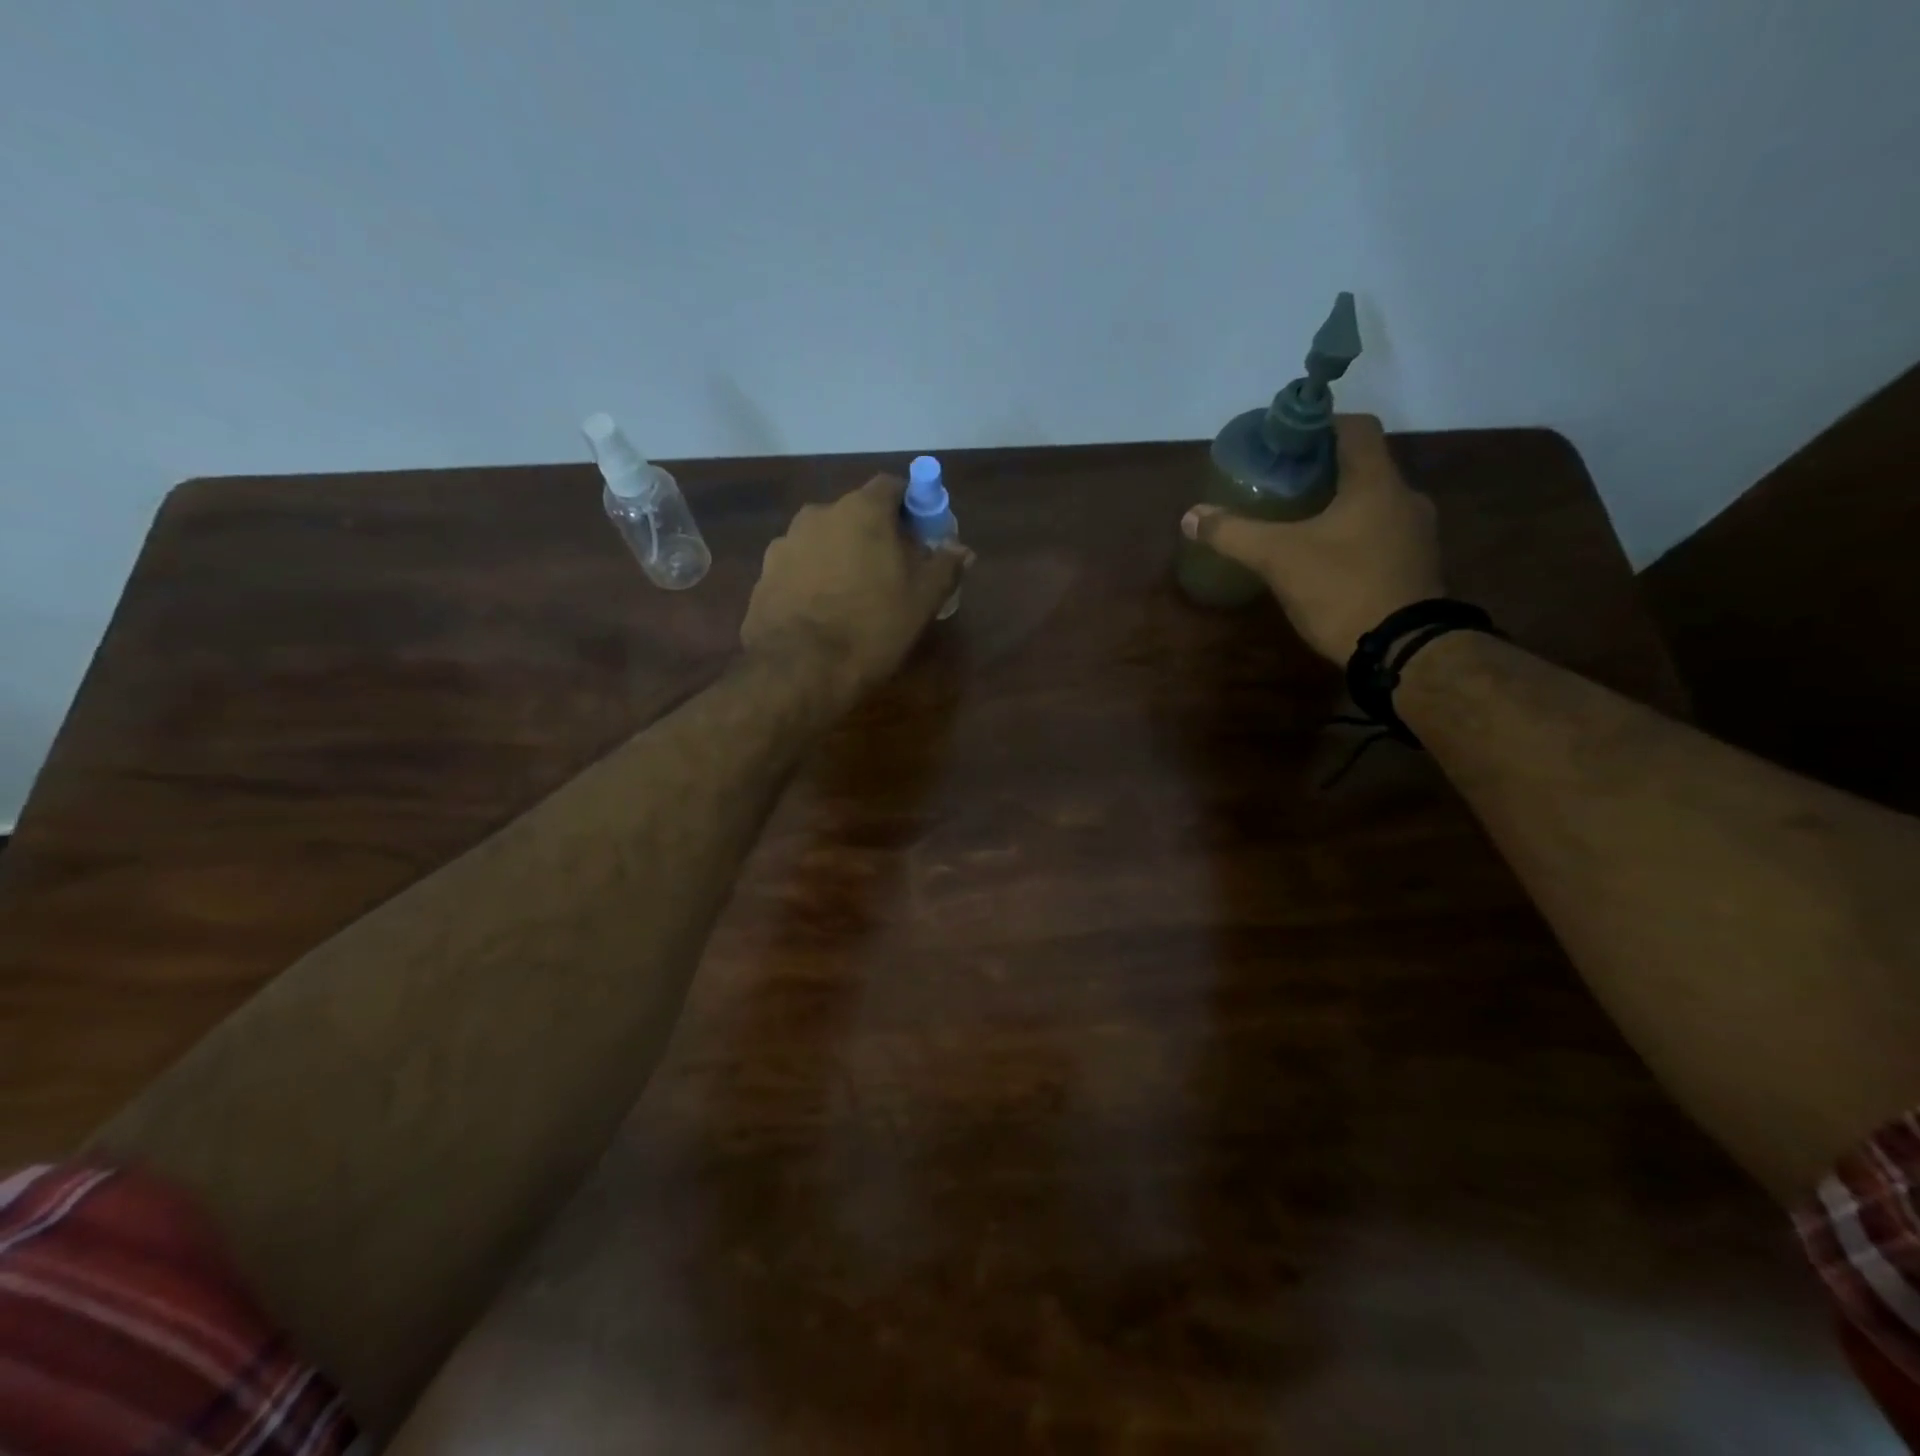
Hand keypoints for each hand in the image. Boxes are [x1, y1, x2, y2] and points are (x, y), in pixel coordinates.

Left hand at [742, 474, 969, 699]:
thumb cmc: (872, 625)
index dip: (911, 507)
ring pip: (826, 540)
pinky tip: (824, 612)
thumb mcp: (923, 599)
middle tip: (893, 572)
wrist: (799, 668)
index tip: (922, 536)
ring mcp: (786, 542)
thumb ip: (945, 566)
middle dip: (876, 535)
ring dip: (843, 557)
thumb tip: (962, 549)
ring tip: (855, 597)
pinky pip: (800, 567)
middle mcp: (819, 513)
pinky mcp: (765, 574)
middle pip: (856, 514)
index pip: (892, 486)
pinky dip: (815, 579)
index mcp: (862, 510)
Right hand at [1181, 414, 1444, 662]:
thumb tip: (1190, 516)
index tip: (1286, 440)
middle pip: (1363, 465)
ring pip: (1373, 501)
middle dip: (1322, 469)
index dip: (1320, 424)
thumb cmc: (1342, 588)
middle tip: (1282, 483)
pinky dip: (1353, 533)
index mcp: (1376, 482)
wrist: (1402, 650)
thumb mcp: (1278, 558)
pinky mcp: (1416, 566)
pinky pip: (1381, 533)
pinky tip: (1325, 557)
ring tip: (1299, 521)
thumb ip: (1233, 533)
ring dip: (1339, 503)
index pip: (1355, 427)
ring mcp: (1417, 534)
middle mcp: (1405, 498)